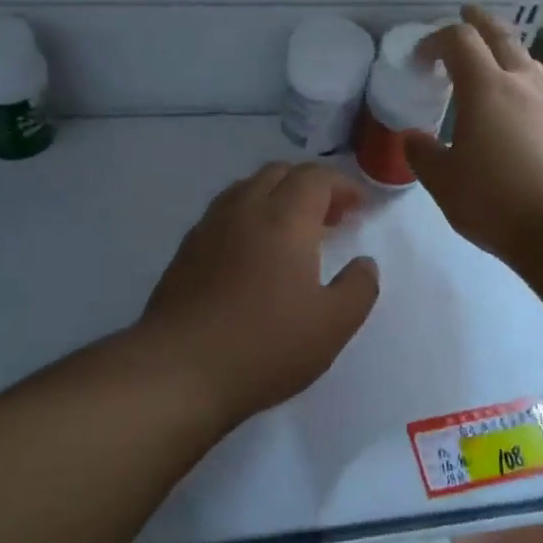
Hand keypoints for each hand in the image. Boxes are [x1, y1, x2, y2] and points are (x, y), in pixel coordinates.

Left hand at [138, 162, 380, 427]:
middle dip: (311, 185)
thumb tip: (365, 263)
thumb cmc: (264, 345)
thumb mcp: (332, 326)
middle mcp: (246, 209)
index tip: (360, 206)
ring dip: (277, 196)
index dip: (342, 184)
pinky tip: (253, 251)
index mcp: (285, 218)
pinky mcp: (187, 249)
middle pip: (280, 173)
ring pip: (248, 188)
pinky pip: (225, 212)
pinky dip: (249, 215)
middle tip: (331, 216)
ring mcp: (210, 226)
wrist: (178, 370)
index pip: (316, 177)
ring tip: (293, 230)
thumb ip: (358, 288)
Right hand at [408, 6, 542, 263]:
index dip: (435, 40)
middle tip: (466, 16)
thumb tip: (413, 137)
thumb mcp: (444, 182)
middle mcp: (523, 82)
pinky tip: (522, 108)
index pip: (458, 40)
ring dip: (508, 51)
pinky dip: (526, 83)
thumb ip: (423, 154)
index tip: (420, 58)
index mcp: (486, 87)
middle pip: (501, 35)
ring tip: (495, 63)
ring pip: (529, 59)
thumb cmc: (497, 199)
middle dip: (479, 22)